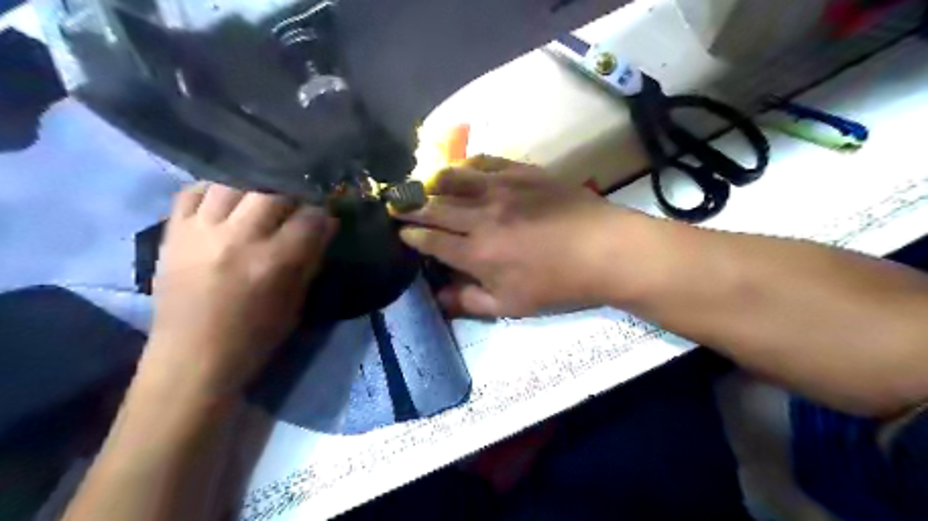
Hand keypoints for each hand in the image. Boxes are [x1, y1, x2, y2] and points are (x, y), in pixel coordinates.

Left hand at [140, 184, 336, 397]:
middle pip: (271, 193)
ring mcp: (200, 232)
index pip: (308, 219)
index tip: (323, 219)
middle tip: (293, 210)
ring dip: (253, 190)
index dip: (321, 215)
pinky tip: (225, 203)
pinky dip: (212, 191)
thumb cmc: (254, 337)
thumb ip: (311, 259)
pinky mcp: (173, 233)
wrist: (192, 358)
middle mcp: (237, 239)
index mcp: (272, 263)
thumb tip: (324, 226)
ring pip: (231, 185)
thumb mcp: (295, 303)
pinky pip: (192, 192)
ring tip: (259, 203)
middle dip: (291, 197)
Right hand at [394, 154, 643, 316]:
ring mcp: (501, 189)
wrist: (605, 250)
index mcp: (476, 253)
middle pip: (434, 207)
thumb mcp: (512, 305)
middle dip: (410, 206)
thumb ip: (470, 301)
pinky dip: (467, 165)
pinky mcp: (522, 172)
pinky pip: (485, 162)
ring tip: (421, 184)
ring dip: (431, 182)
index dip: (412, 236)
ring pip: (453, 178)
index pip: (431, 240)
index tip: (401, 233)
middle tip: (395, 203)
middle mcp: (481, 216)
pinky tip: (462, 169)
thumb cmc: (559, 284)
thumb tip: (438, 298)